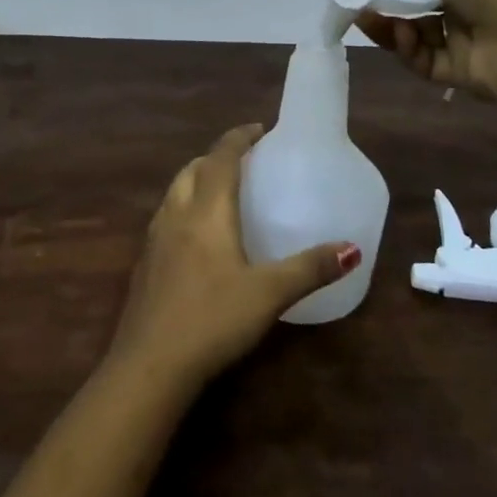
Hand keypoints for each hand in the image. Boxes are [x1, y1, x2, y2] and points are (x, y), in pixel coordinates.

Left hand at [109, 124, 359, 388]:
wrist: (148, 366)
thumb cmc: (213, 319)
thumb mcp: (269, 294)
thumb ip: (310, 268)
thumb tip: (352, 249)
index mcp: (207, 210)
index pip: (221, 156)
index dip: (239, 137)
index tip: (259, 129)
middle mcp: (176, 214)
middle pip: (193, 168)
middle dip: (216, 157)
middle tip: (243, 162)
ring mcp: (154, 239)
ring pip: (175, 192)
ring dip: (196, 180)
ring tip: (221, 193)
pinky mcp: (143, 265)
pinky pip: (165, 218)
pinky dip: (184, 208)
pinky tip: (196, 239)